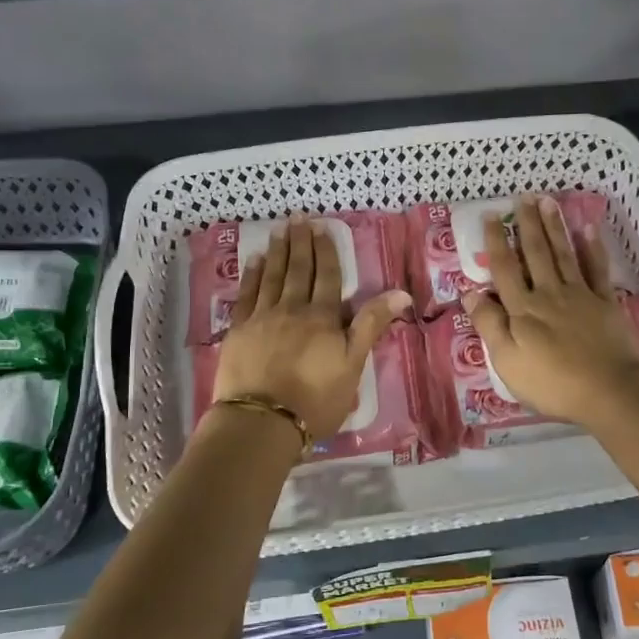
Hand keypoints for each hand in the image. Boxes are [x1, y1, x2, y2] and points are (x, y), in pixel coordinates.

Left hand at [213, 216, 410, 439]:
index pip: (327, 277)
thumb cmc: (316, 399)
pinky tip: (253, 262)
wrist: (262, 421)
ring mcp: (262, 318)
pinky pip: (246, 295)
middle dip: (300, 243)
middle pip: (298, 270)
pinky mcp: (238, 331)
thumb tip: (401, 293)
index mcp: (322, 317)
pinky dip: (250, 276)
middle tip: (298, 218)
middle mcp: (292, 309)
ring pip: (271, 277)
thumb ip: (371, 325)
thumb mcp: (353, 365)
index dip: (326, 252)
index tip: (322, 228)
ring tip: (278, 231)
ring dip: (276, 252)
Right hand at [462, 196, 638, 426]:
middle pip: (535, 253)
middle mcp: (549, 293)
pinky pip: (597, 269)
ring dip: (554, 227)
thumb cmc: (552, 383)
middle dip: (527, 224)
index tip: (490, 216)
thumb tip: (470, 293)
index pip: (505, 269)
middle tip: (523, 197)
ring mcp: (580, 295)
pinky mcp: (605, 303)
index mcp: (522, 309)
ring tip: (548, 201)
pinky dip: (593, 248)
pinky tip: (588, 229)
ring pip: (563, 254)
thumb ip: (489, 325)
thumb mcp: (507, 361)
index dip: (496, 242)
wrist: (610, 390)